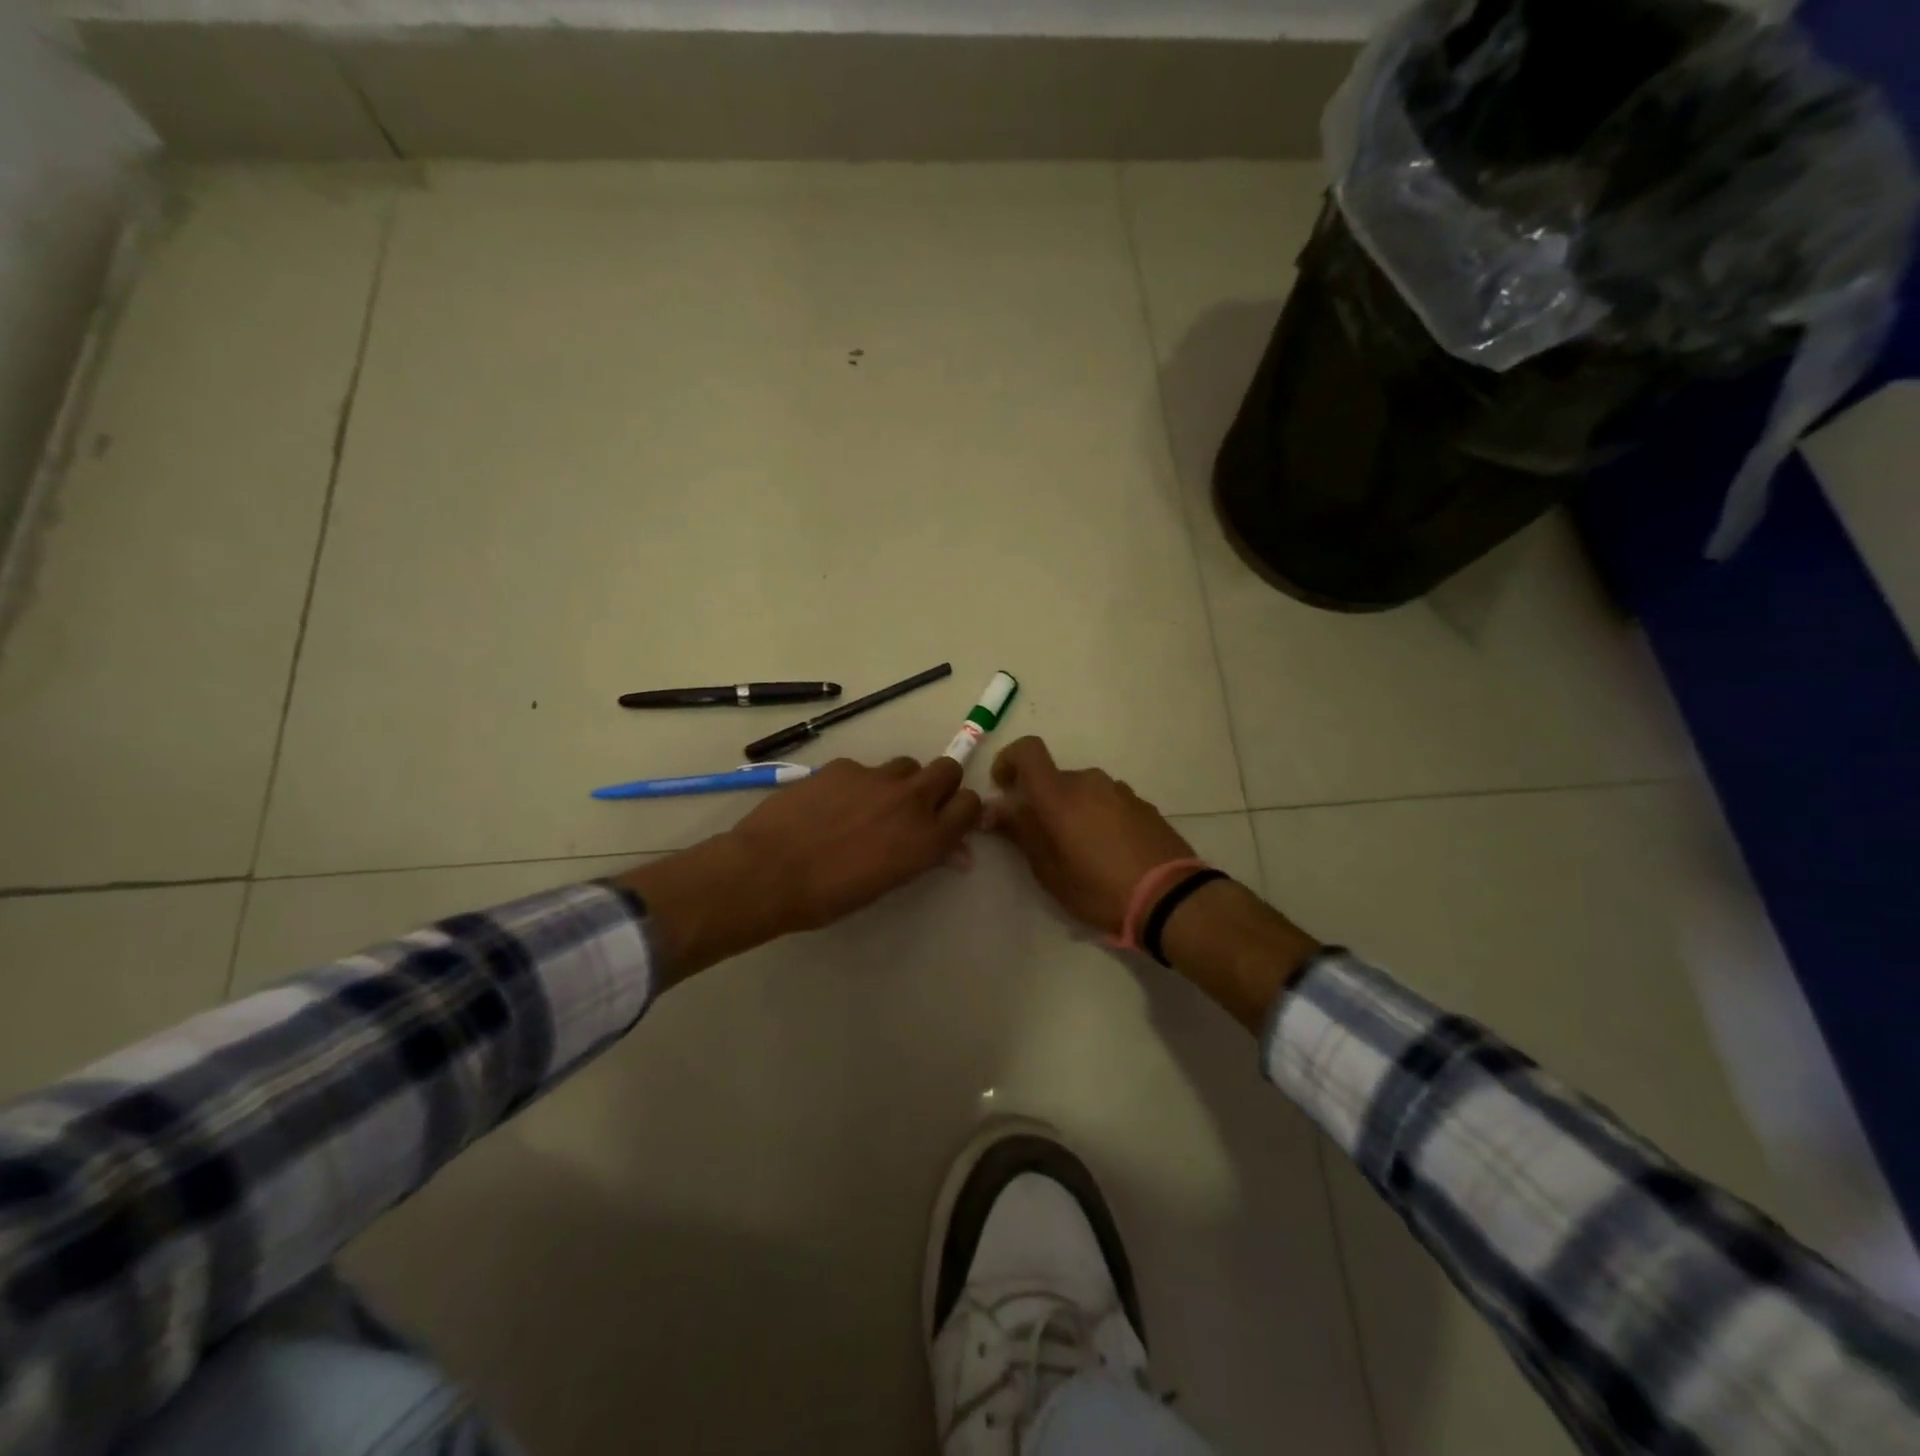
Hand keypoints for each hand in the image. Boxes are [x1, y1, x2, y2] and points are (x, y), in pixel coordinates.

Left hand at [730, 756, 982, 933]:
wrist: (769, 871)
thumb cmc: (830, 896)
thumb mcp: (887, 884)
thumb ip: (924, 858)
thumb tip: (955, 853)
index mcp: (927, 837)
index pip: (970, 805)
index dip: (962, 810)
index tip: (949, 820)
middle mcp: (911, 800)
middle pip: (948, 769)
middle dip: (940, 783)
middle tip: (918, 804)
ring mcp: (877, 777)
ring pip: (906, 766)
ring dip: (899, 782)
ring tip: (869, 805)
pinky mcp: (844, 766)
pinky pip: (864, 769)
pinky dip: (857, 784)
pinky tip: (830, 804)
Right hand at [983, 736, 1195, 936]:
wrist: (1170, 898)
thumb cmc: (1098, 888)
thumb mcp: (1049, 870)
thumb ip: (1021, 832)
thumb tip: (995, 808)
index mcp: (1060, 794)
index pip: (1028, 751)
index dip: (1009, 760)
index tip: (1004, 787)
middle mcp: (1090, 782)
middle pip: (1055, 778)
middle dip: (1041, 801)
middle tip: (1042, 840)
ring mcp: (1120, 791)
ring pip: (1083, 791)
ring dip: (1072, 810)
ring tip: (1079, 851)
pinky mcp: (1143, 805)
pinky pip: (1108, 802)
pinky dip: (1098, 817)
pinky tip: (1108, 852)